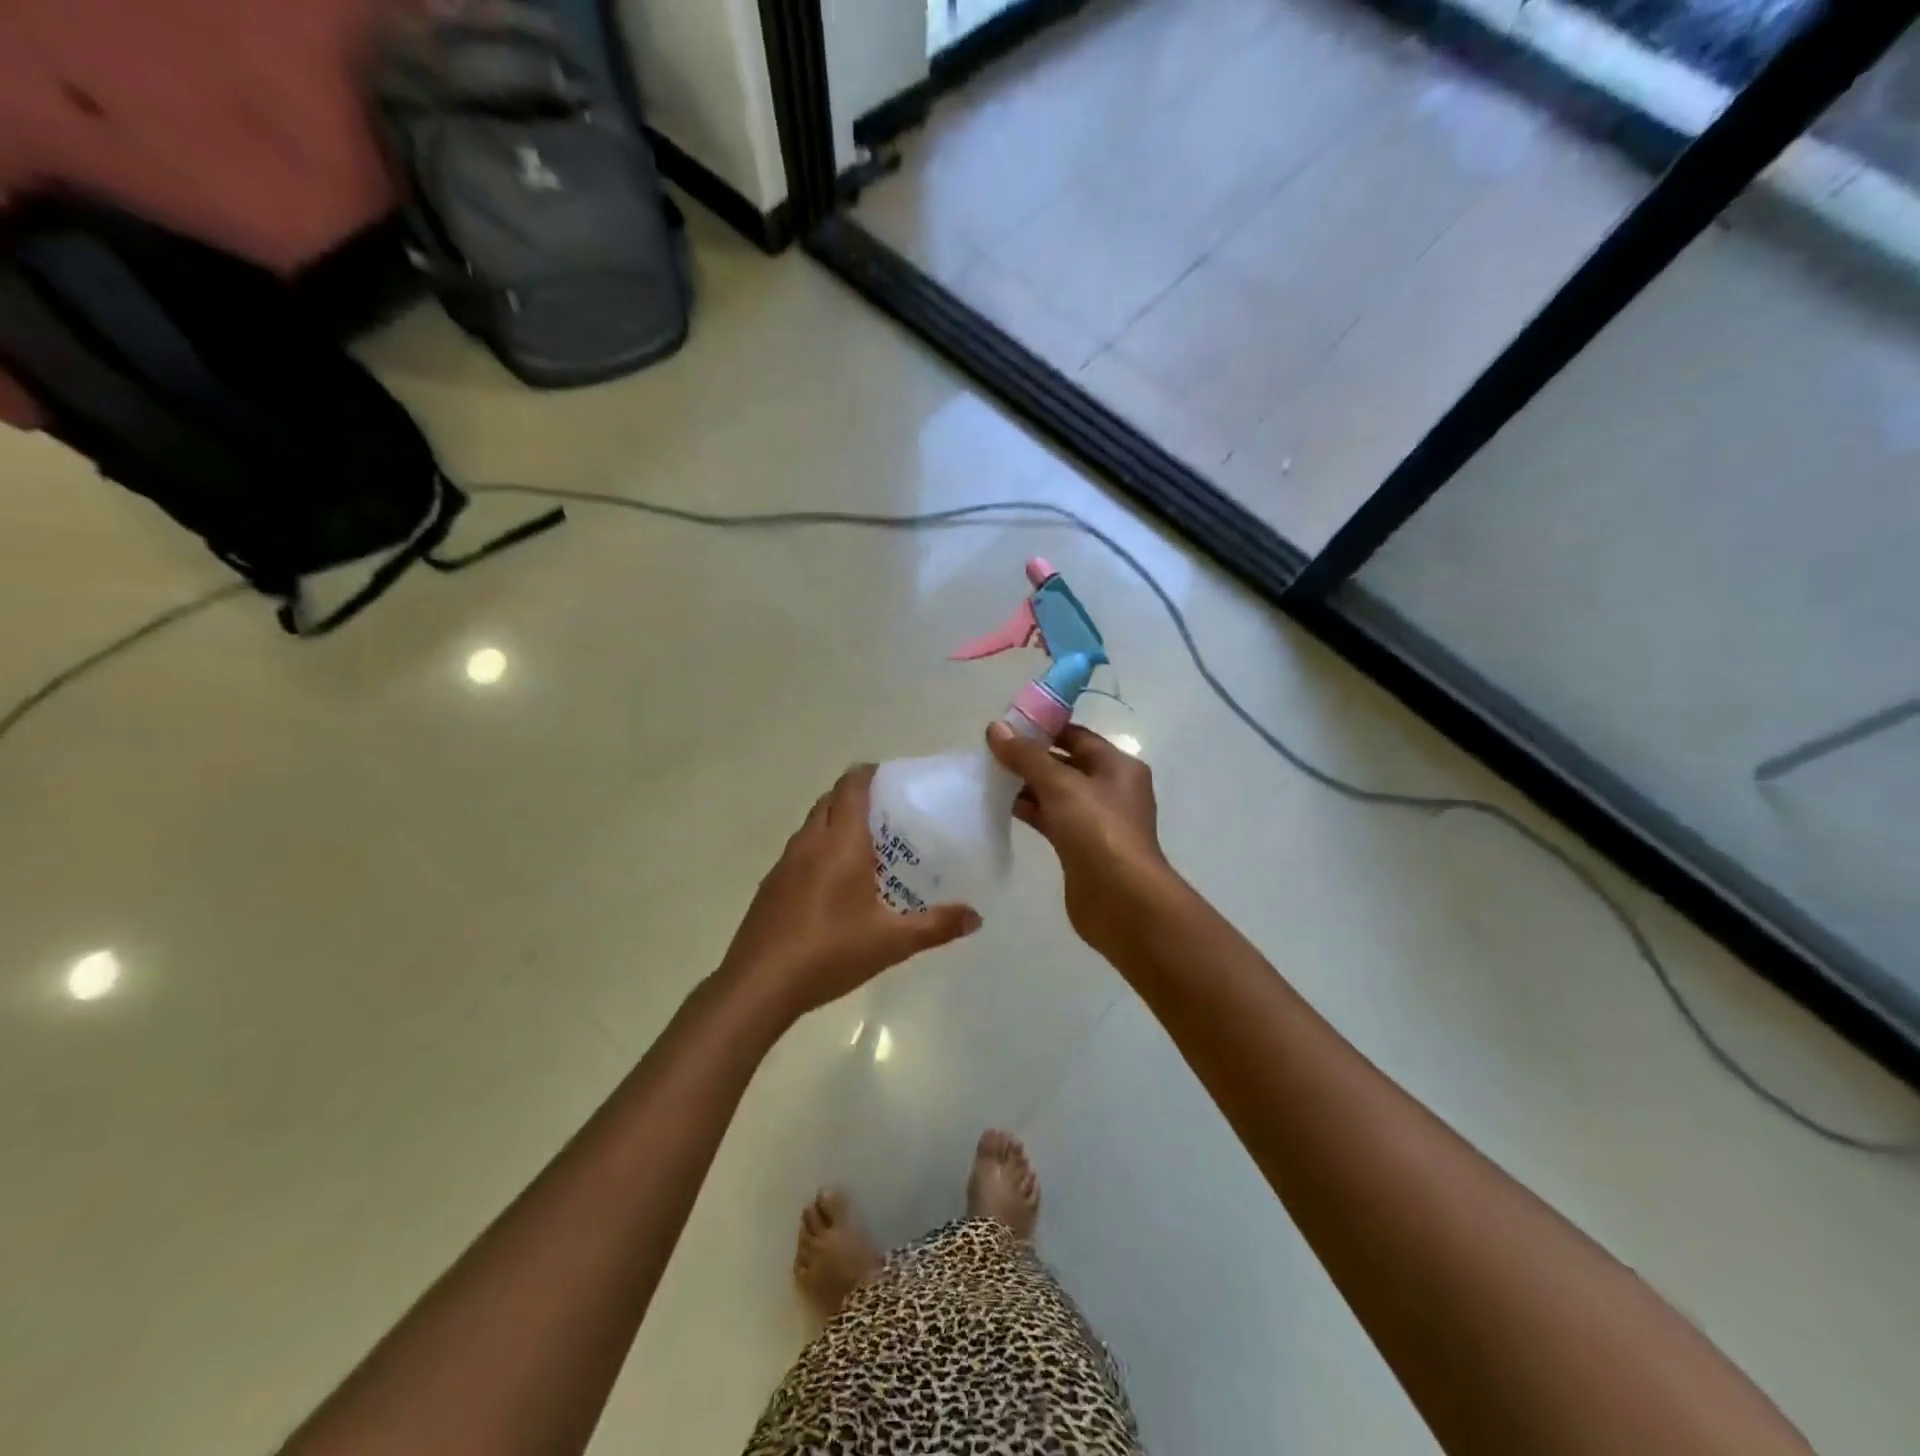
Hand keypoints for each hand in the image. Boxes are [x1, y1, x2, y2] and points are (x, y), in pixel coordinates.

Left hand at [721, 764, 980, 1018]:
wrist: (759, 985)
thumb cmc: (830, 952)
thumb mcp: (892, 942)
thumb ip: (936, 926)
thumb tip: (975, 917)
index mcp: (840, 843)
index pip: (852, 787)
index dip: (869, 774)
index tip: (892, 780)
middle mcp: (810, 842)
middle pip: (830, 800)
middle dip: (855, 796)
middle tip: (887, 814)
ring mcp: (784, 863)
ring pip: (812, 825)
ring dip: (835, 822)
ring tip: (865, 846)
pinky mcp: (770, 885)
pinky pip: (798, 851)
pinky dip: (818, 849)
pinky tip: (833, 883)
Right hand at [986, 722, 1175, 956]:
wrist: (1121, 900)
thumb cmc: (1098, 831)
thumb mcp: (1061, 785)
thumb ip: (1027, 756)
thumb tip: (995, 728)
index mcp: (1118, 765)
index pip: (1076, 735)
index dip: (1043, 728)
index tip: (1006, 726)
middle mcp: (1111, 789)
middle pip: (1066, 763)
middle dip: (1031, 758)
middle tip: (991, 753)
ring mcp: (1097, 821)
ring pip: (1057, 794)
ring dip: (1028, 786)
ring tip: (990, 778)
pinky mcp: (1082, 847)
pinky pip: (1054, 820)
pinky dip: (1032, 812)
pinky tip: (1004, 808)